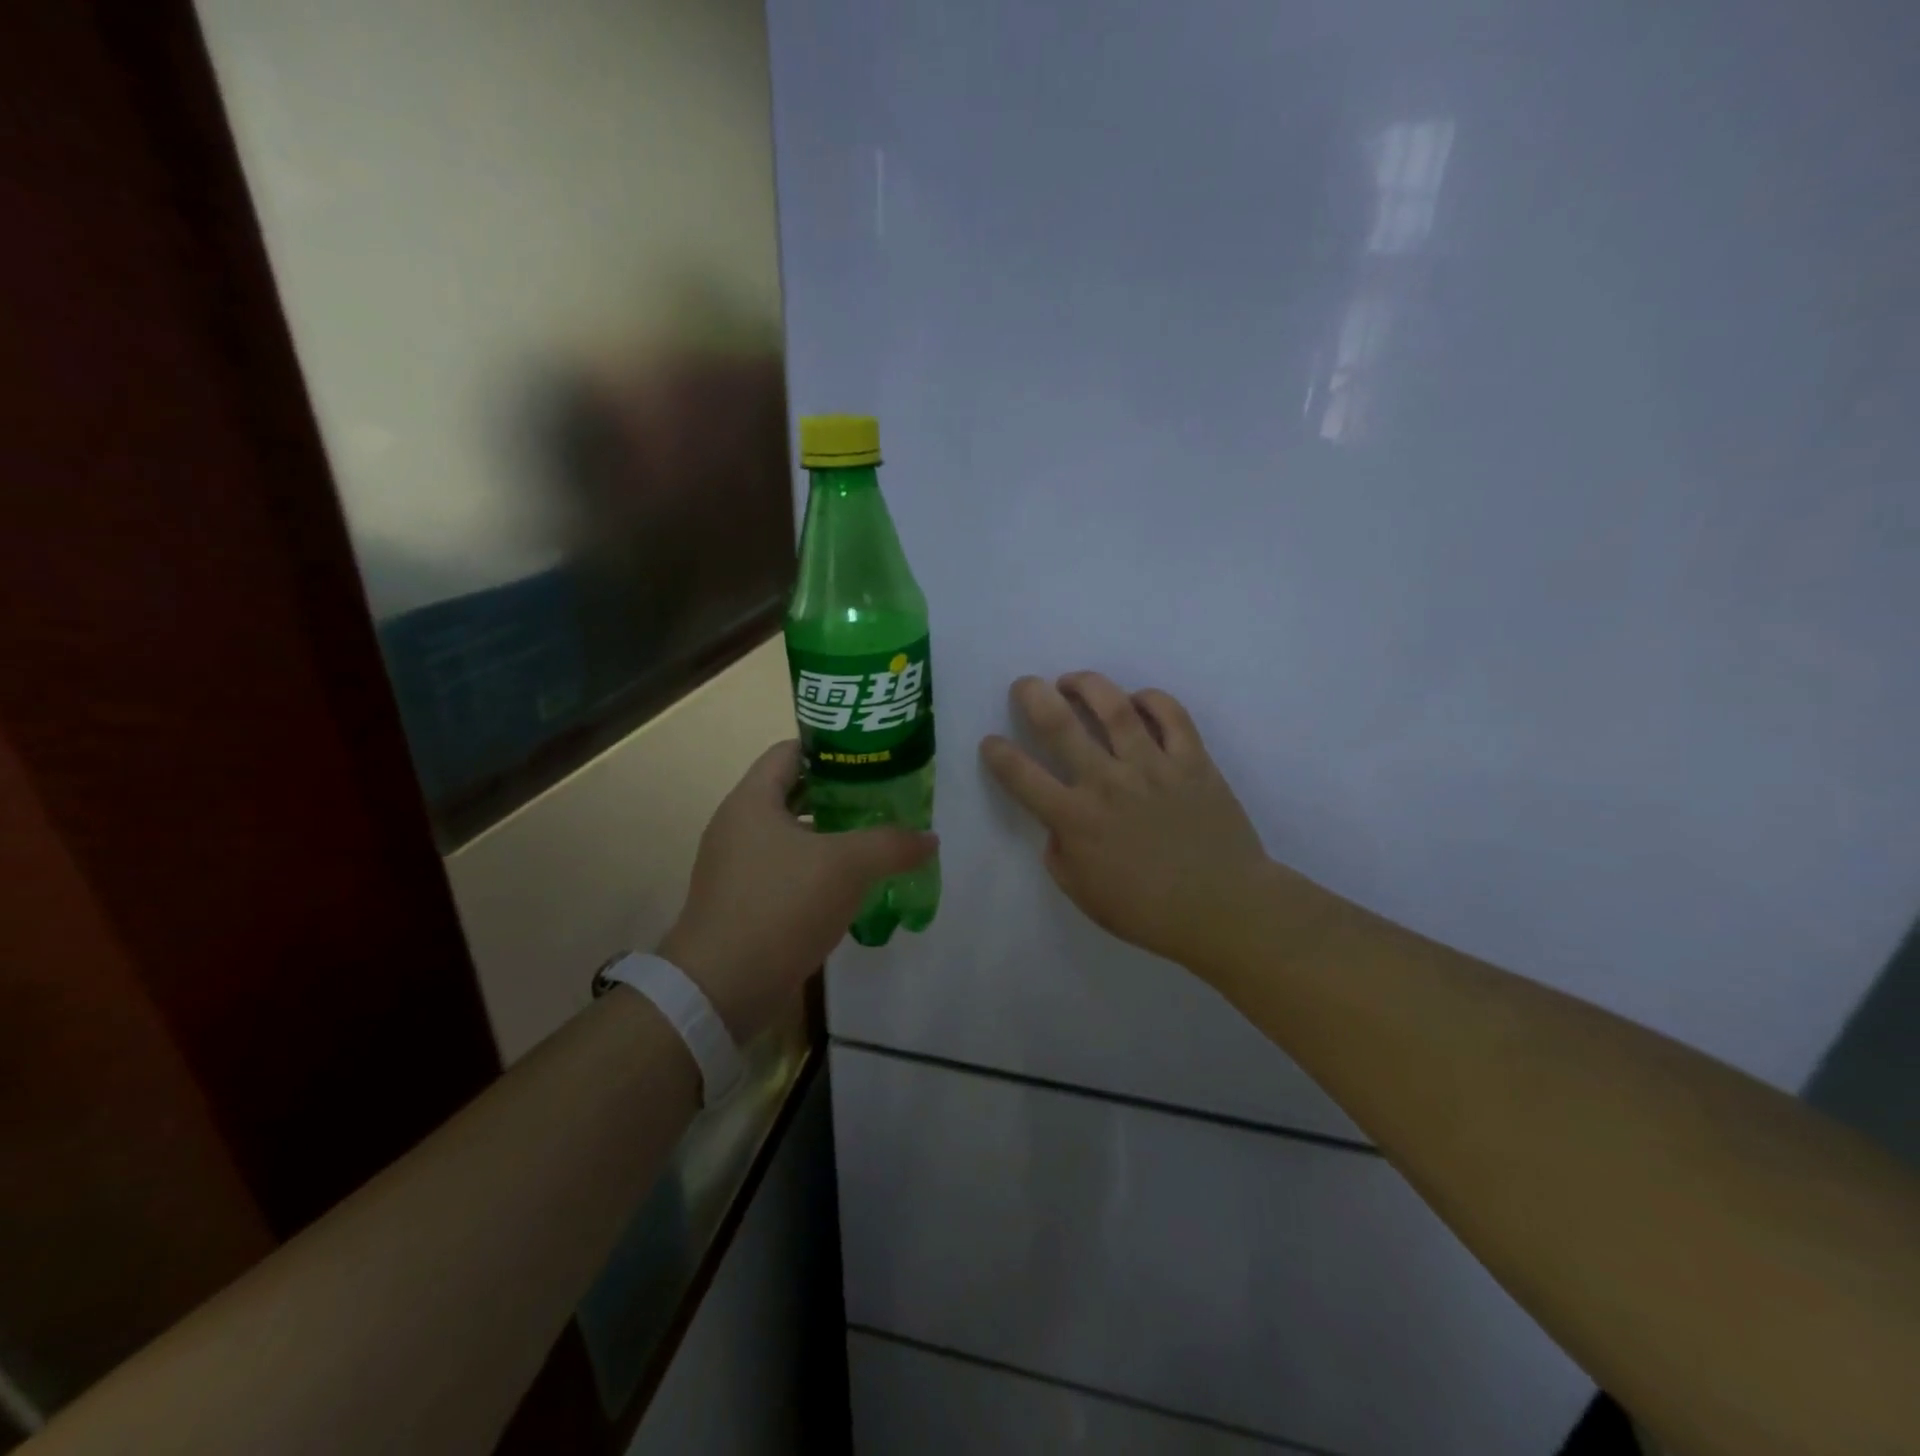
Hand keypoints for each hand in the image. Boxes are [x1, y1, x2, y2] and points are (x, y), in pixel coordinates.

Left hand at [658, 741, 935, 1039]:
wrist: (721, 988)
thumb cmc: (780, 906)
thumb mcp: (847, 867)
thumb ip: (891, 844)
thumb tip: (928, 838)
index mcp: (752, 800)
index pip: (792, 750)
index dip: (833, 747)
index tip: (873, 756)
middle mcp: (738, 824)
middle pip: (795, 790)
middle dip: (841, 792)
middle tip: (885, 797)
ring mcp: (737, 864)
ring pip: (793, 833)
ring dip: (832, 833)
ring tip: (876, 837)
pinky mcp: (743, 900)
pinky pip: (786, 868)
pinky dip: (817, 867)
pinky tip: (851, 884)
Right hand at [980, 673, 1271, 971]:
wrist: (1223, 908)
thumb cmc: (1148, 910)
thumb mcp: (1083, 894)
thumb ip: (1059, 854)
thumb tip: (1057, 823)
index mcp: (1076, 818)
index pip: (1021, 775)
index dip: (997, 753)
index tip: (991, 742)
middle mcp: (1107, 782)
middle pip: (1059, 724)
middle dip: (1032, 696)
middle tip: (1025, 685)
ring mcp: (1152, 766)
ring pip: (1114, 707)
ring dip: (1087, 685)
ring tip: (1073, 681)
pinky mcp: (1192, 760)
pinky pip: (1171, 714)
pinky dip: (1151, 699)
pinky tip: (1137, 700)